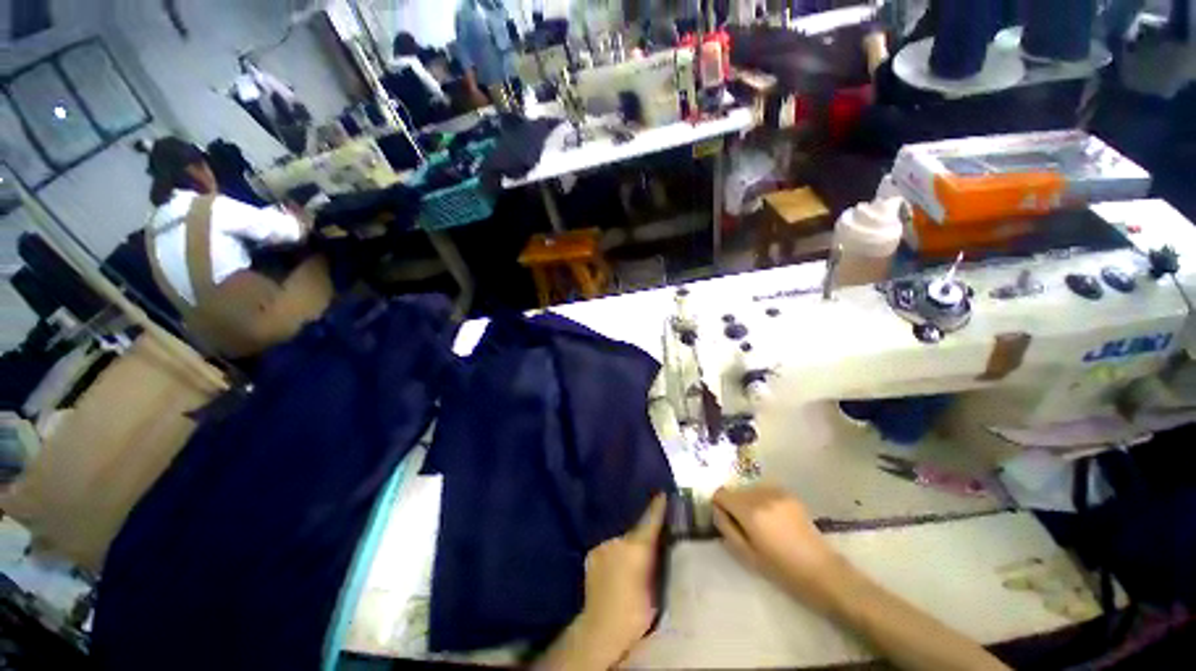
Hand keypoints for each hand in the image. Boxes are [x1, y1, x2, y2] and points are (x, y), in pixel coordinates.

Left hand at [537, 494, 665, 669]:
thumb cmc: (636, 611)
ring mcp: (603, 545)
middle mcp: (618, 540)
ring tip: (627, 566)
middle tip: (644, 552)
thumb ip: (654, 561)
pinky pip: (607, 549)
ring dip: (624, 548)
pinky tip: (613, 570)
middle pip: (633, 533)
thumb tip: (657, 546)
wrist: (602, 626)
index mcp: (637, 547)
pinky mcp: (592, 553)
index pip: (650, 521)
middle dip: (640, 538)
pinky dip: (612, 555)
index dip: (657, 507)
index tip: (662, 493)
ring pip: (619, 542)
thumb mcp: (654, 587)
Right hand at [712, 484, 845, 611]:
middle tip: (744, 525)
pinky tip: (774, 518)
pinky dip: (762, 500)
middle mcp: (761, 495)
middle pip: (735, 490)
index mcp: (749, 512)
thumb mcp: (746, 554)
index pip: (721, 494)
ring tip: (761, 522)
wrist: (821, 570)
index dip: (719, 505)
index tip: (725, 519)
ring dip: (749, 501)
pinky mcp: (788, 493)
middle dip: (734, 504)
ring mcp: (776, 492)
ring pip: (749, 489)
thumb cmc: (781, 569)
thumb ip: (726, 528)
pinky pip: (764, 490)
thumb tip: (716, 510)